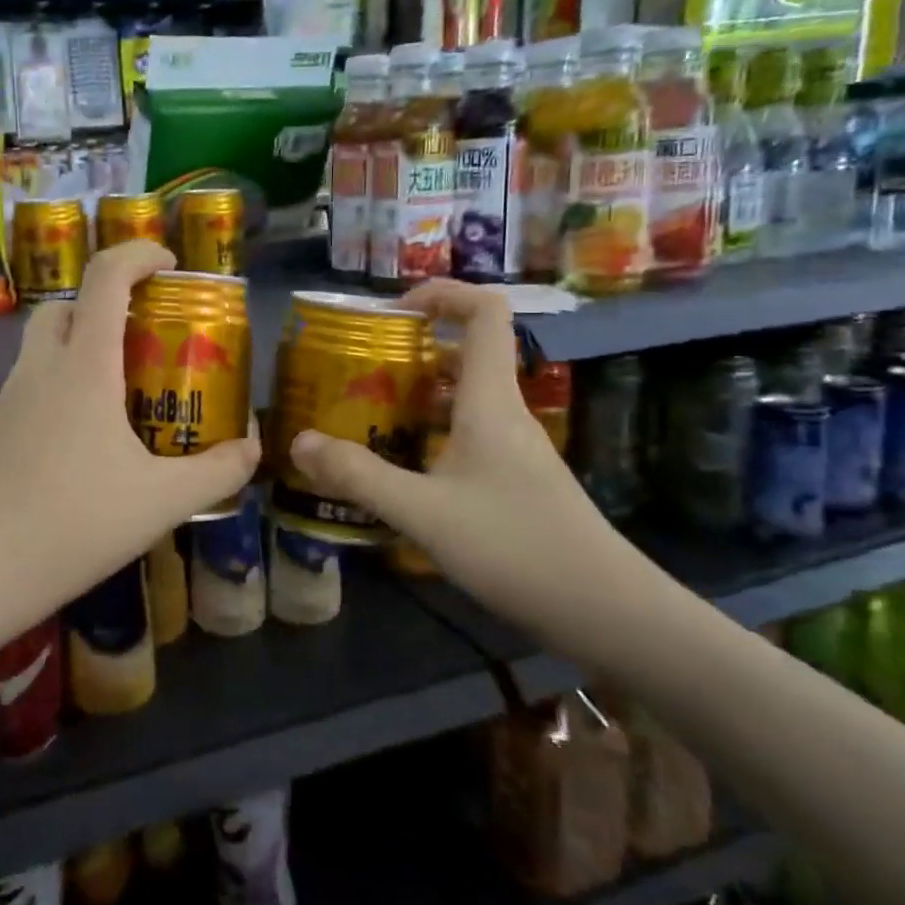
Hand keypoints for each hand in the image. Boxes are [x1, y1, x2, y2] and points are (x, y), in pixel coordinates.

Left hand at [0, 241, 259, 627]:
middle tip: (140, 343)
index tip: (169, 264)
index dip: (138, 254)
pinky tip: (72, 455)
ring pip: (40, 353)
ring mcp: (2, 401)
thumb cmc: (75, 525)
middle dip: (102, 308)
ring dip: (76, 356)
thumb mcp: (161, 502)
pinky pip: (25, 395)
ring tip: (113, 407)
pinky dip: (54, 399)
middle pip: (63, 308)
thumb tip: (252, 449)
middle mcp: (37, 371)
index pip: (104, 278)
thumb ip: (216, 472)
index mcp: (82, 369)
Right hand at [285, 279, 659, 659]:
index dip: (442, 294)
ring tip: (367, 416)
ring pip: (463, 398)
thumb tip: (299, 441)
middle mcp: (505, 413)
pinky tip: (400, 469)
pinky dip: (430, 434)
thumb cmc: (515, 546)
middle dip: (410, 351)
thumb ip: (359, 475)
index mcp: (489, 400)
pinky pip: (466, 434)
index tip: (392, 312)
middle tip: (359, 372)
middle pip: (465, 353)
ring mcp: (514, 448)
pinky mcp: (515, 479)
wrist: (604, 611)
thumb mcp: (423, 512)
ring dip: (416, 396)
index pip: (485, 312)